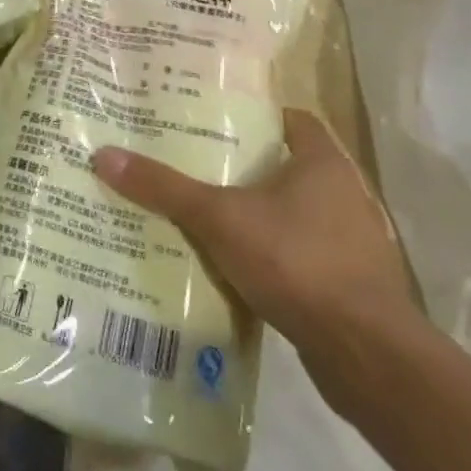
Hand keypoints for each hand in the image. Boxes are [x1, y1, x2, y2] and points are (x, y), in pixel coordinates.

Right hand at [91, 111, 413, 359]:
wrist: (365, 355)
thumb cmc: (297, 261)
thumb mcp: (219, 219)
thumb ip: (164, 188)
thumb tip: (104, 156)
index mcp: (323, 163)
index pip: (290, 119)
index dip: (251, 116)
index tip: (209, 120)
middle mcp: (344, 195)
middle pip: (284, 167)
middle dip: (241, 167)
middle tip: (190, 164)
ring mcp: (352, 242)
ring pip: (292, 214)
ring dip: (255, 215)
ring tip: (203, 214)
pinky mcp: (350, 284)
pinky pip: (299, 254)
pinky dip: (269, 254)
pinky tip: (232, 265)